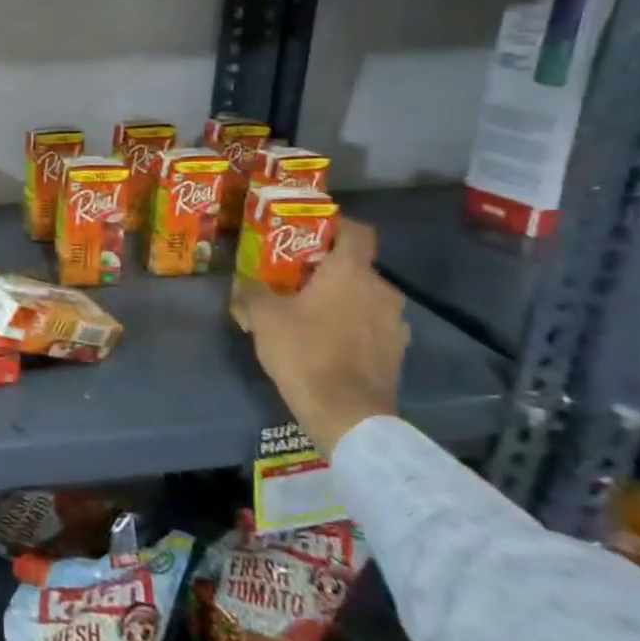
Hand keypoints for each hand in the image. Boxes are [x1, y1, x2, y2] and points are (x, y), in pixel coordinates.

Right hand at [231, 218, 408, 455]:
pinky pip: (371, 325)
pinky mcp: (397, 351)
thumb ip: (252, 291)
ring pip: (364, 297)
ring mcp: (394, 322)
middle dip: (327, 269)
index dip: (335, 226)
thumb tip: (242, 279)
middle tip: (294, 279)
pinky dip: (352, 326)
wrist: (348, 415)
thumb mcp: (263, 318)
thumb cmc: (305, 353)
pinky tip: (327, 342)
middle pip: (356, 266)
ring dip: (341, 299)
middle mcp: (381, 290)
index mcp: (351, 273)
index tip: (308, 233)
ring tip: (309, 314)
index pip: (357, 231)